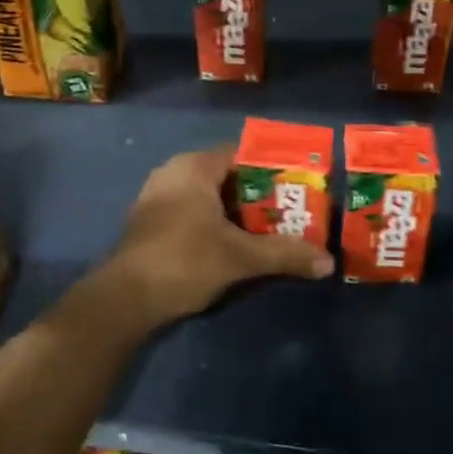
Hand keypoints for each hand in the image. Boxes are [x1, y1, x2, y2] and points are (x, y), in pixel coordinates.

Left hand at [104, 145, 333, 324]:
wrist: (125, 300)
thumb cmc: (184, 262)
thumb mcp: (240, 257)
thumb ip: (284, 254)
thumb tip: (327, 262)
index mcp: (194, 167)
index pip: (242, 154)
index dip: (272, 169)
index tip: (298, 187)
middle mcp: (173, 172)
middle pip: (226, 175)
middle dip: (257, 194)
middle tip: (289, 212)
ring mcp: (156, 197)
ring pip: (207, 196)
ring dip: (234, 211)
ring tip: (267, 230)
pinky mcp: (149, 221)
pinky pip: (190, 210)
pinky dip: (212, 222)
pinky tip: (231, 244)